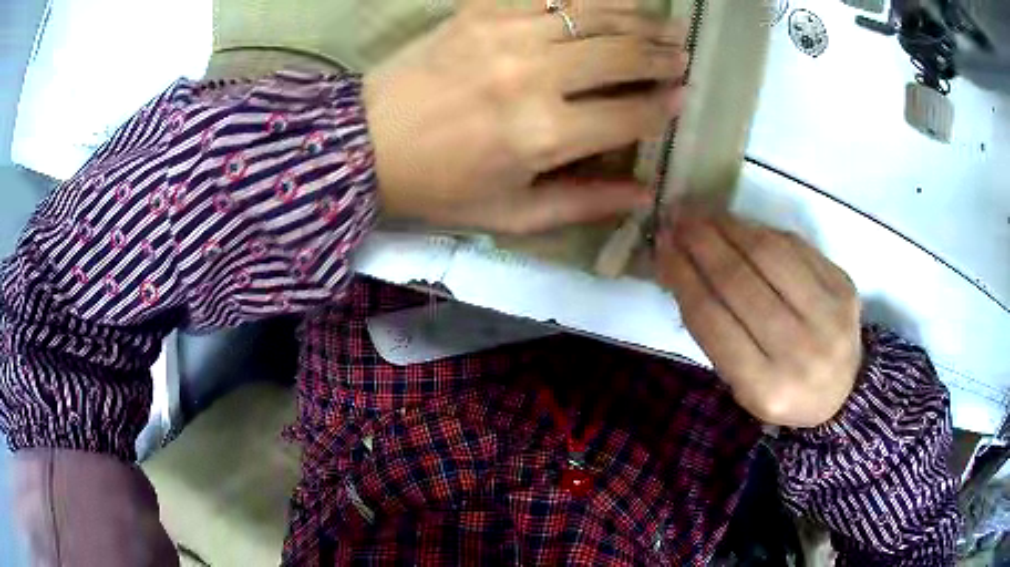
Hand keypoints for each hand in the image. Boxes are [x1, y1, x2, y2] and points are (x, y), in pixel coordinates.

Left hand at [362, 0, 687, 233]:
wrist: (365, 143)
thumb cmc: (439, 187)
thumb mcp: (512, 214)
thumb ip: (584, 203)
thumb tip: (644, 194)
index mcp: (543, 135)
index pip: (630, 113)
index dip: (664, 105)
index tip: (681, 97)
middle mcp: (533, 76)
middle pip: (622, 54)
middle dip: (663, 55)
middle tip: (681, 54)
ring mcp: (506, 34)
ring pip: (595, 15)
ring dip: (638, 19)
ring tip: (664, 24)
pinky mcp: (481, 11)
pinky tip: (612, 2)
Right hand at [657, 212, 861, 427]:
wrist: (842, 392)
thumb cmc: (782, 391)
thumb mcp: (741, 383)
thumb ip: (714, 332)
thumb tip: (680, 268)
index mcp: (766, 388)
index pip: (713, 321)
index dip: (683, 276)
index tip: (662, 247)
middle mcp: (800, 351)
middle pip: (740, 282)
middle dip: (701, 244)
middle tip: (676, 218)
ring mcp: (829, 315)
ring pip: (769, 255)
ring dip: (729, 228)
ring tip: (704, 215)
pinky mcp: (844, 286)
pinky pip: (796, 246)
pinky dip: (762, 231)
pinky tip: (741, 225)